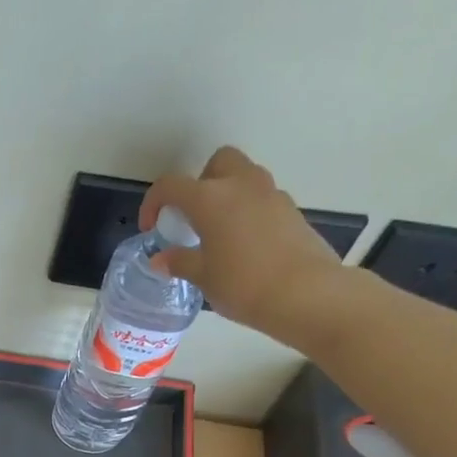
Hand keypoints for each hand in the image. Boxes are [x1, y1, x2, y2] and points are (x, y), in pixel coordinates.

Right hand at [140, 146, 346, 343]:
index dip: (153, 202)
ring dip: (227, 195)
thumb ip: (180, 261)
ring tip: (218, 233)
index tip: (152, 227)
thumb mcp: (202, 276)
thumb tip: (161, 259)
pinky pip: (262, 199)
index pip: (171, 185)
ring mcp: (271, 194)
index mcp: (210, 199)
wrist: (305, 293)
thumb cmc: (242, 284)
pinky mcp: (291, 210)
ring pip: (244, 178)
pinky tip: (244, 245)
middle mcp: (241, 185)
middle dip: (201, 182)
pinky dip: (247, 212)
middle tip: (193, 216)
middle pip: (218, 163)